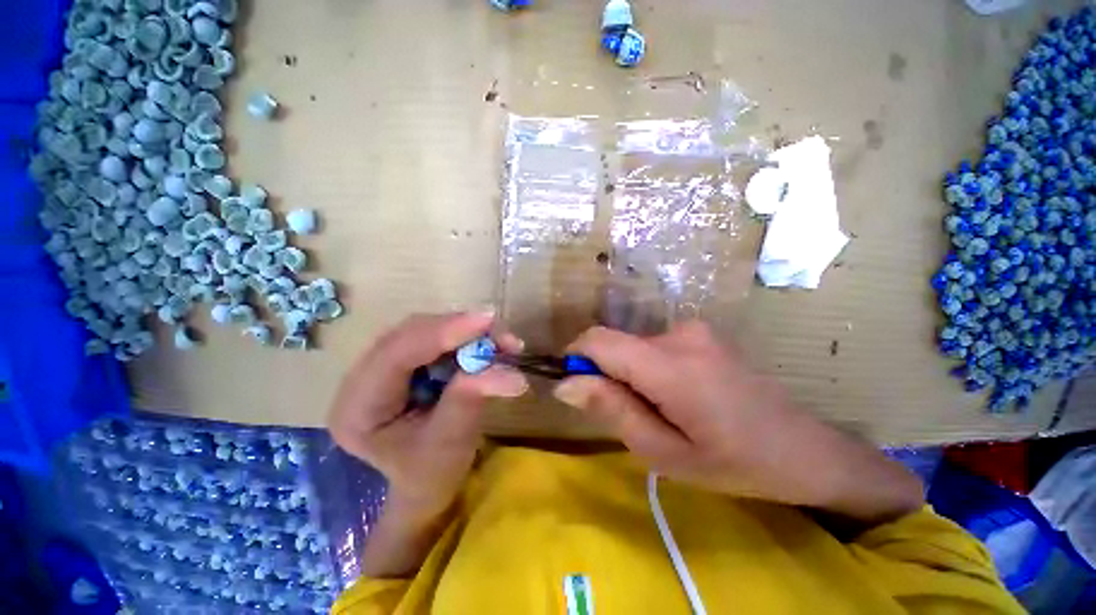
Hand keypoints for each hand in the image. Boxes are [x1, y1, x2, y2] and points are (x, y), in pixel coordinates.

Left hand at [328, 312, 527, 516]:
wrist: (426, 479)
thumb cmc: (431, 473)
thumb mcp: (450, 444)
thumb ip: (472, 401)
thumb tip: (512, 375)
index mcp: (358, 408)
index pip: (395, 355)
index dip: (442, 332)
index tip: (486, 321)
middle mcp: (362, 377)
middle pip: (410, 333)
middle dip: (460, 329)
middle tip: (503, 336)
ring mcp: (383, 365)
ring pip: (427, 329)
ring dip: (468, 332)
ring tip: (504, 344)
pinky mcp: (405, 359)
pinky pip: (437, 336)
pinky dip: (468, 338)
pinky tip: (490, 346)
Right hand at [554, 322, 922, 523]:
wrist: (804, 449)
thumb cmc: (734, 463)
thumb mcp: (663, 452)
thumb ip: (612, 410)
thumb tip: (566, 383)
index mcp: (671, 365)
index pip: (598, 340)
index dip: (576, 358)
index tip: (577, 388)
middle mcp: (679, 334)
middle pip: (616, 343)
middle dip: (607, 374)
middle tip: (631, 414)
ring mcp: (693, 329)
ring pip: (633, 345)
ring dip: (629, 373)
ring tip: (659, 408)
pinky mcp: (700, 332)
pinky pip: (653, 344)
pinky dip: (647, 366)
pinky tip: (677, 394)